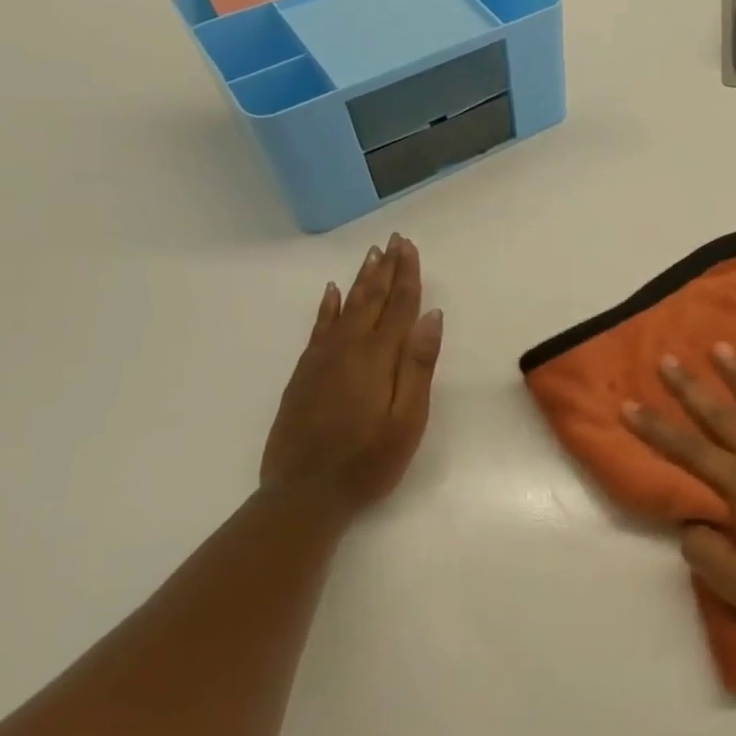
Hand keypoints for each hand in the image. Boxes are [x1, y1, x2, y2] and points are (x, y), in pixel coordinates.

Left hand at [261, 233, 443, 509]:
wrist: (304, 495)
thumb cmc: (368, 460)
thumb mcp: (407, 419)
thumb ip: (418, 365)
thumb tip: (432, 316)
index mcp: (377, 358)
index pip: (398, 306)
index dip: (407, 276)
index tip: (410, 247)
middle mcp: (347, 349)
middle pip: (371, 300)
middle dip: (385, 269)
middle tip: (393, 241)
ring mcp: (321, 361)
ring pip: (344, 308)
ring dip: (361, 281)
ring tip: (371, 256)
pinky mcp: (303, 375)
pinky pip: (318, 329)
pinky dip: (327, 307)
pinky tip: (332, 293)